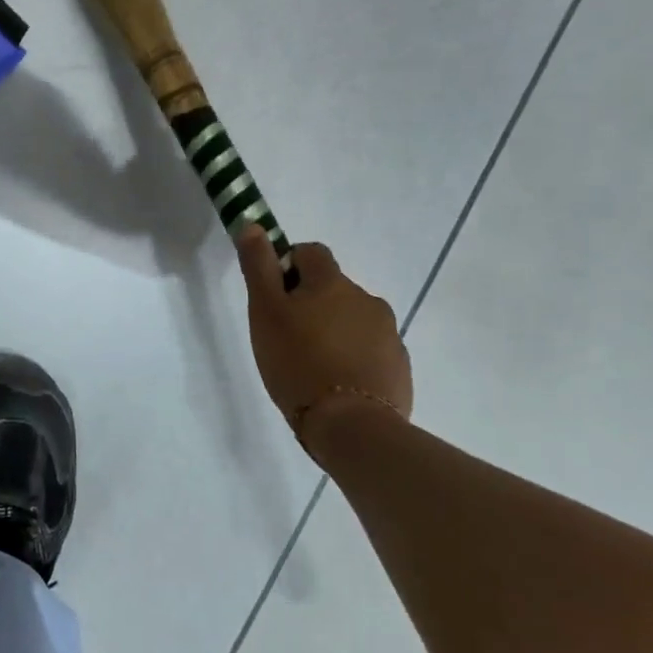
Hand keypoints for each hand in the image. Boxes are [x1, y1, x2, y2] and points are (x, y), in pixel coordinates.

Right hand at [237, 228, 411, 431]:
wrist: (351, 427)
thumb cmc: (297, 362)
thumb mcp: (265, 312)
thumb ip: (259, 267)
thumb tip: (254, 226)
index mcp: (332, 282)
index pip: (310, 252)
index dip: (289, 267)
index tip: (275, 298)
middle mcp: (367, 299)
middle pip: (332, 288)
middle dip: (312, 304)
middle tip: (287, 338)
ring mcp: (389, 334)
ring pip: (352, 320)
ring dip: (334, 331)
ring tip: (311, 366)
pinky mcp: (399, 367)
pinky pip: (370, 351)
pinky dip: (353, 358)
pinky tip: (336, 386)